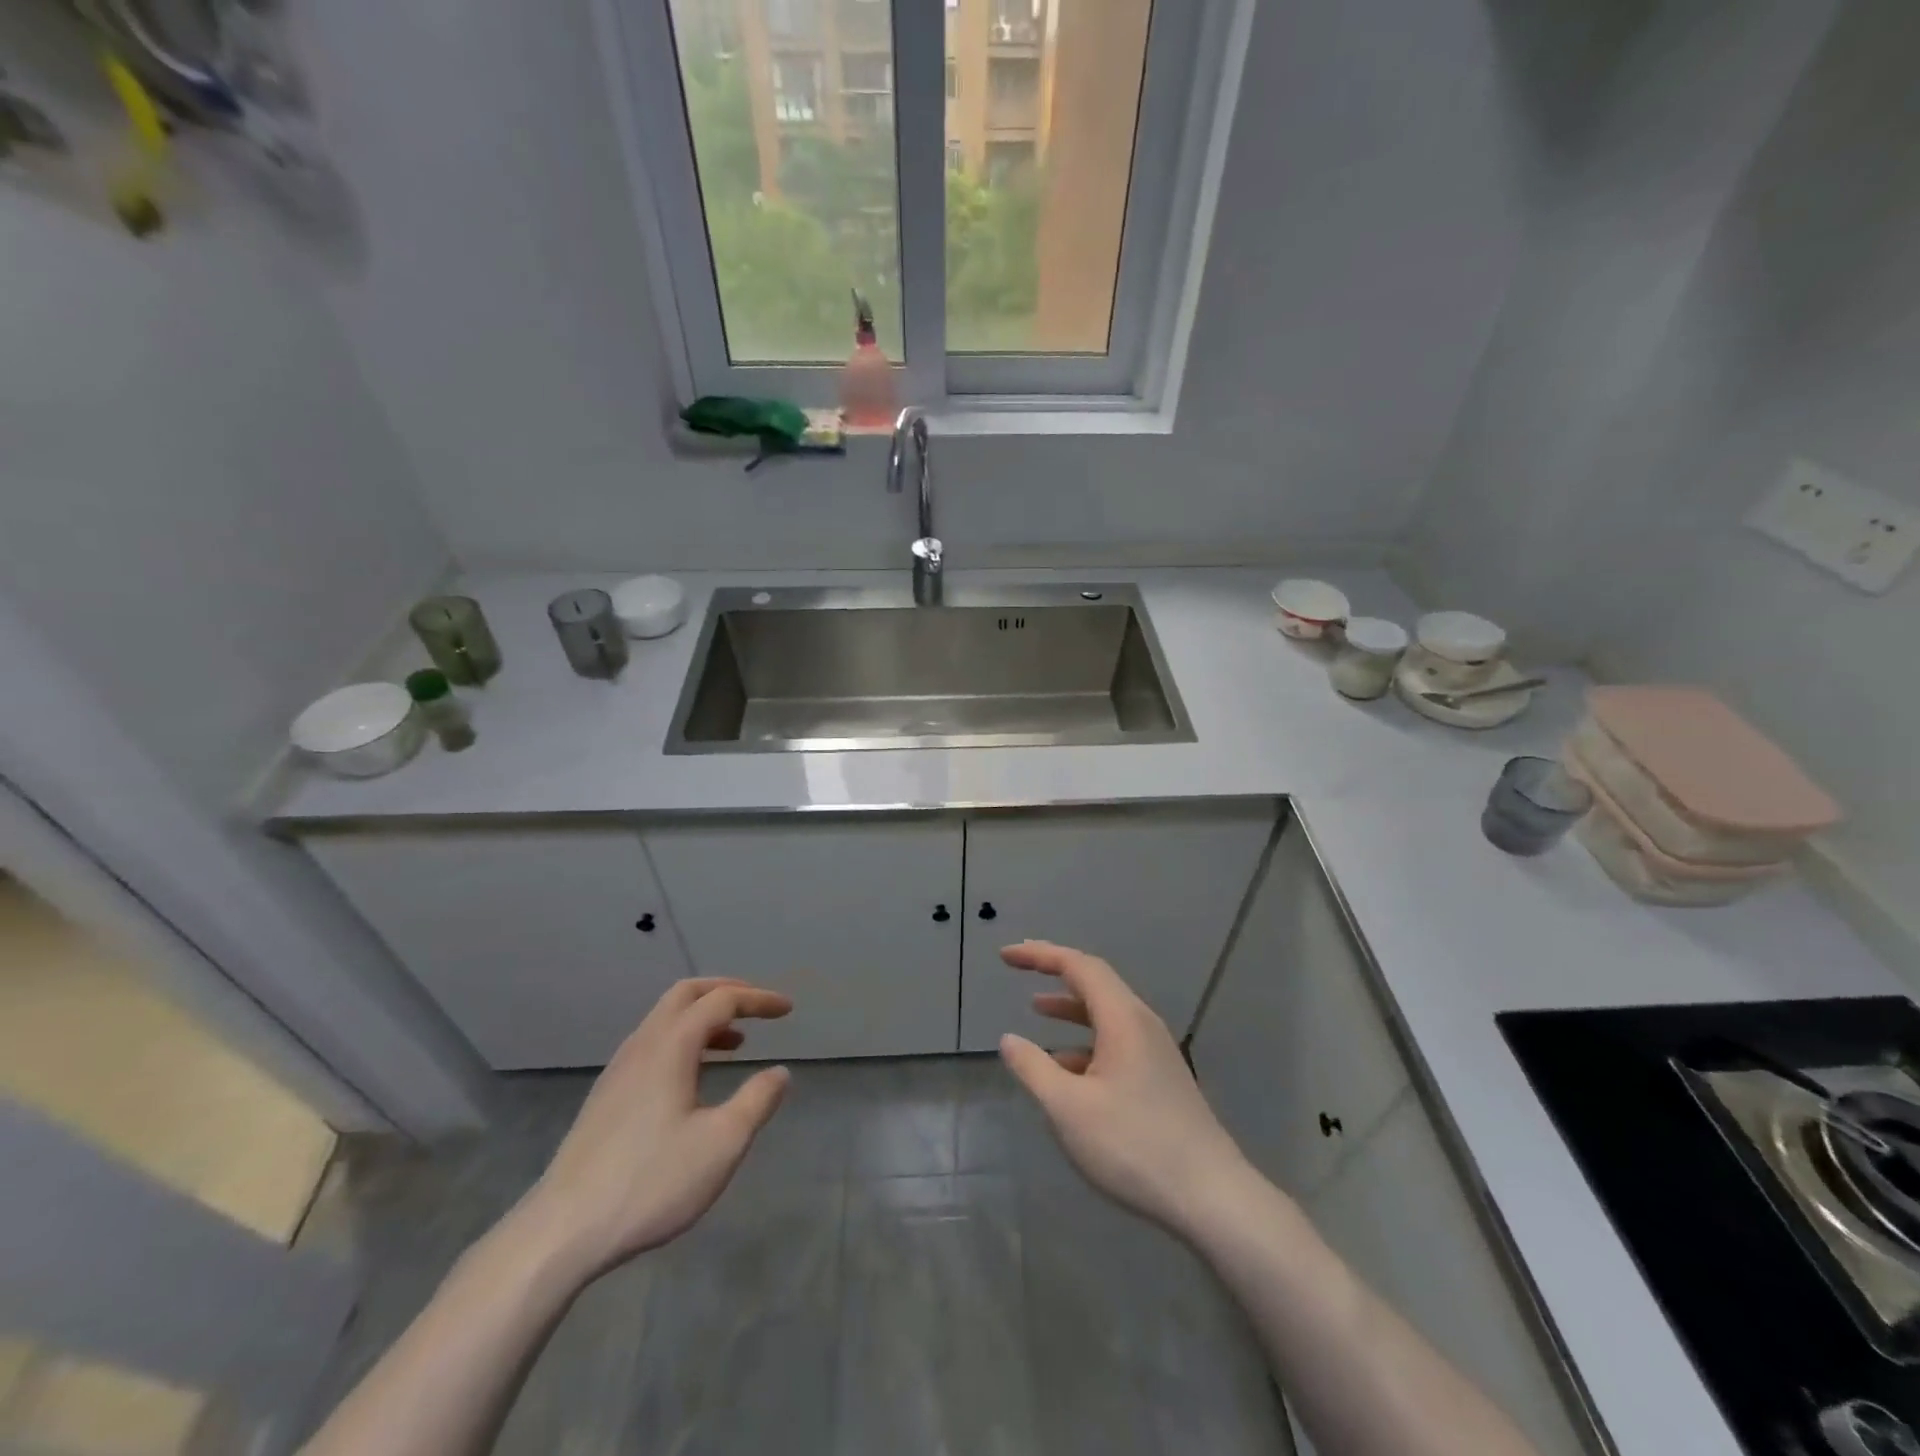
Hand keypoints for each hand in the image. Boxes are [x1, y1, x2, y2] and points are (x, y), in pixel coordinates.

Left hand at [517, 978, 792, 1281]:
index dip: (758, 999)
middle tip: (757, 1007)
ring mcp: (619, 1070)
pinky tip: (694, 1078)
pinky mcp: (606, 1096)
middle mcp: (642, 1045)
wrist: (563, 1231)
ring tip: (736, 1043)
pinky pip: (652, 1044)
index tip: (788, 1009)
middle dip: (726, 992)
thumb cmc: (651, 1181)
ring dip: (703, 1018)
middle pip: (686, 994)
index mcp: (671, 1046)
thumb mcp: (722, 1144)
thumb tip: (779, 1072)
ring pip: (665, 1019)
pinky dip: (683, 1040)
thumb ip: (757, 1101)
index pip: (721, 1000)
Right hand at [998, 941, 1249, 1236]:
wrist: (1212, 1197)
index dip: (1040, 955)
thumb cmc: (1134, 1146)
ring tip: (1036, 1009)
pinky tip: (1066, 1068)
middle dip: (1055, 971)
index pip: (1078, 965)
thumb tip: (1009, 1039)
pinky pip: (1116, 1041)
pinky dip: (1085, 1040)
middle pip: (1095, 982)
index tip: (1007, 955)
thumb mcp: (1068, 1108)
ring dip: (1070, 1007)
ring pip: (1106, 1014)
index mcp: (1123, 1018)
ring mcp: (1155, 1051)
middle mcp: (1142, 1024)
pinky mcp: (1161, 1078)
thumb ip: (1034, 1069)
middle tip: (1019, 967)